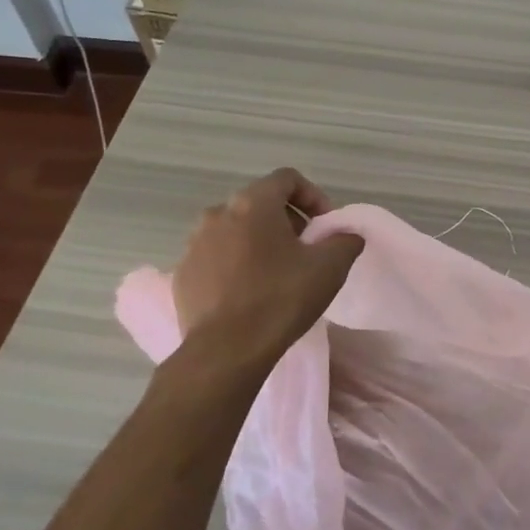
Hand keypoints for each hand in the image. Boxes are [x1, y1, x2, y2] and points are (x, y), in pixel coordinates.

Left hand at [172, 168, 364, 361]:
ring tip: (276, 273)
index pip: (287, 179)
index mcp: (253, 204)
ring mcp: (194, 244)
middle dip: (287, 221)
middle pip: (259, 203)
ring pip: (235, 230)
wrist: (226, 351)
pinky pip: (216, 257)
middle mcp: (218, 214)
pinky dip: (235, 265)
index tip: (325, 226)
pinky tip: (249, 294)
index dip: (313, 196)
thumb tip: (347, 235)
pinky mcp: (183, 273)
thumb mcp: (330, 267)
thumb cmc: (281, 299)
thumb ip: (345, 240)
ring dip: (259, 242)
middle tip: (305, 250)